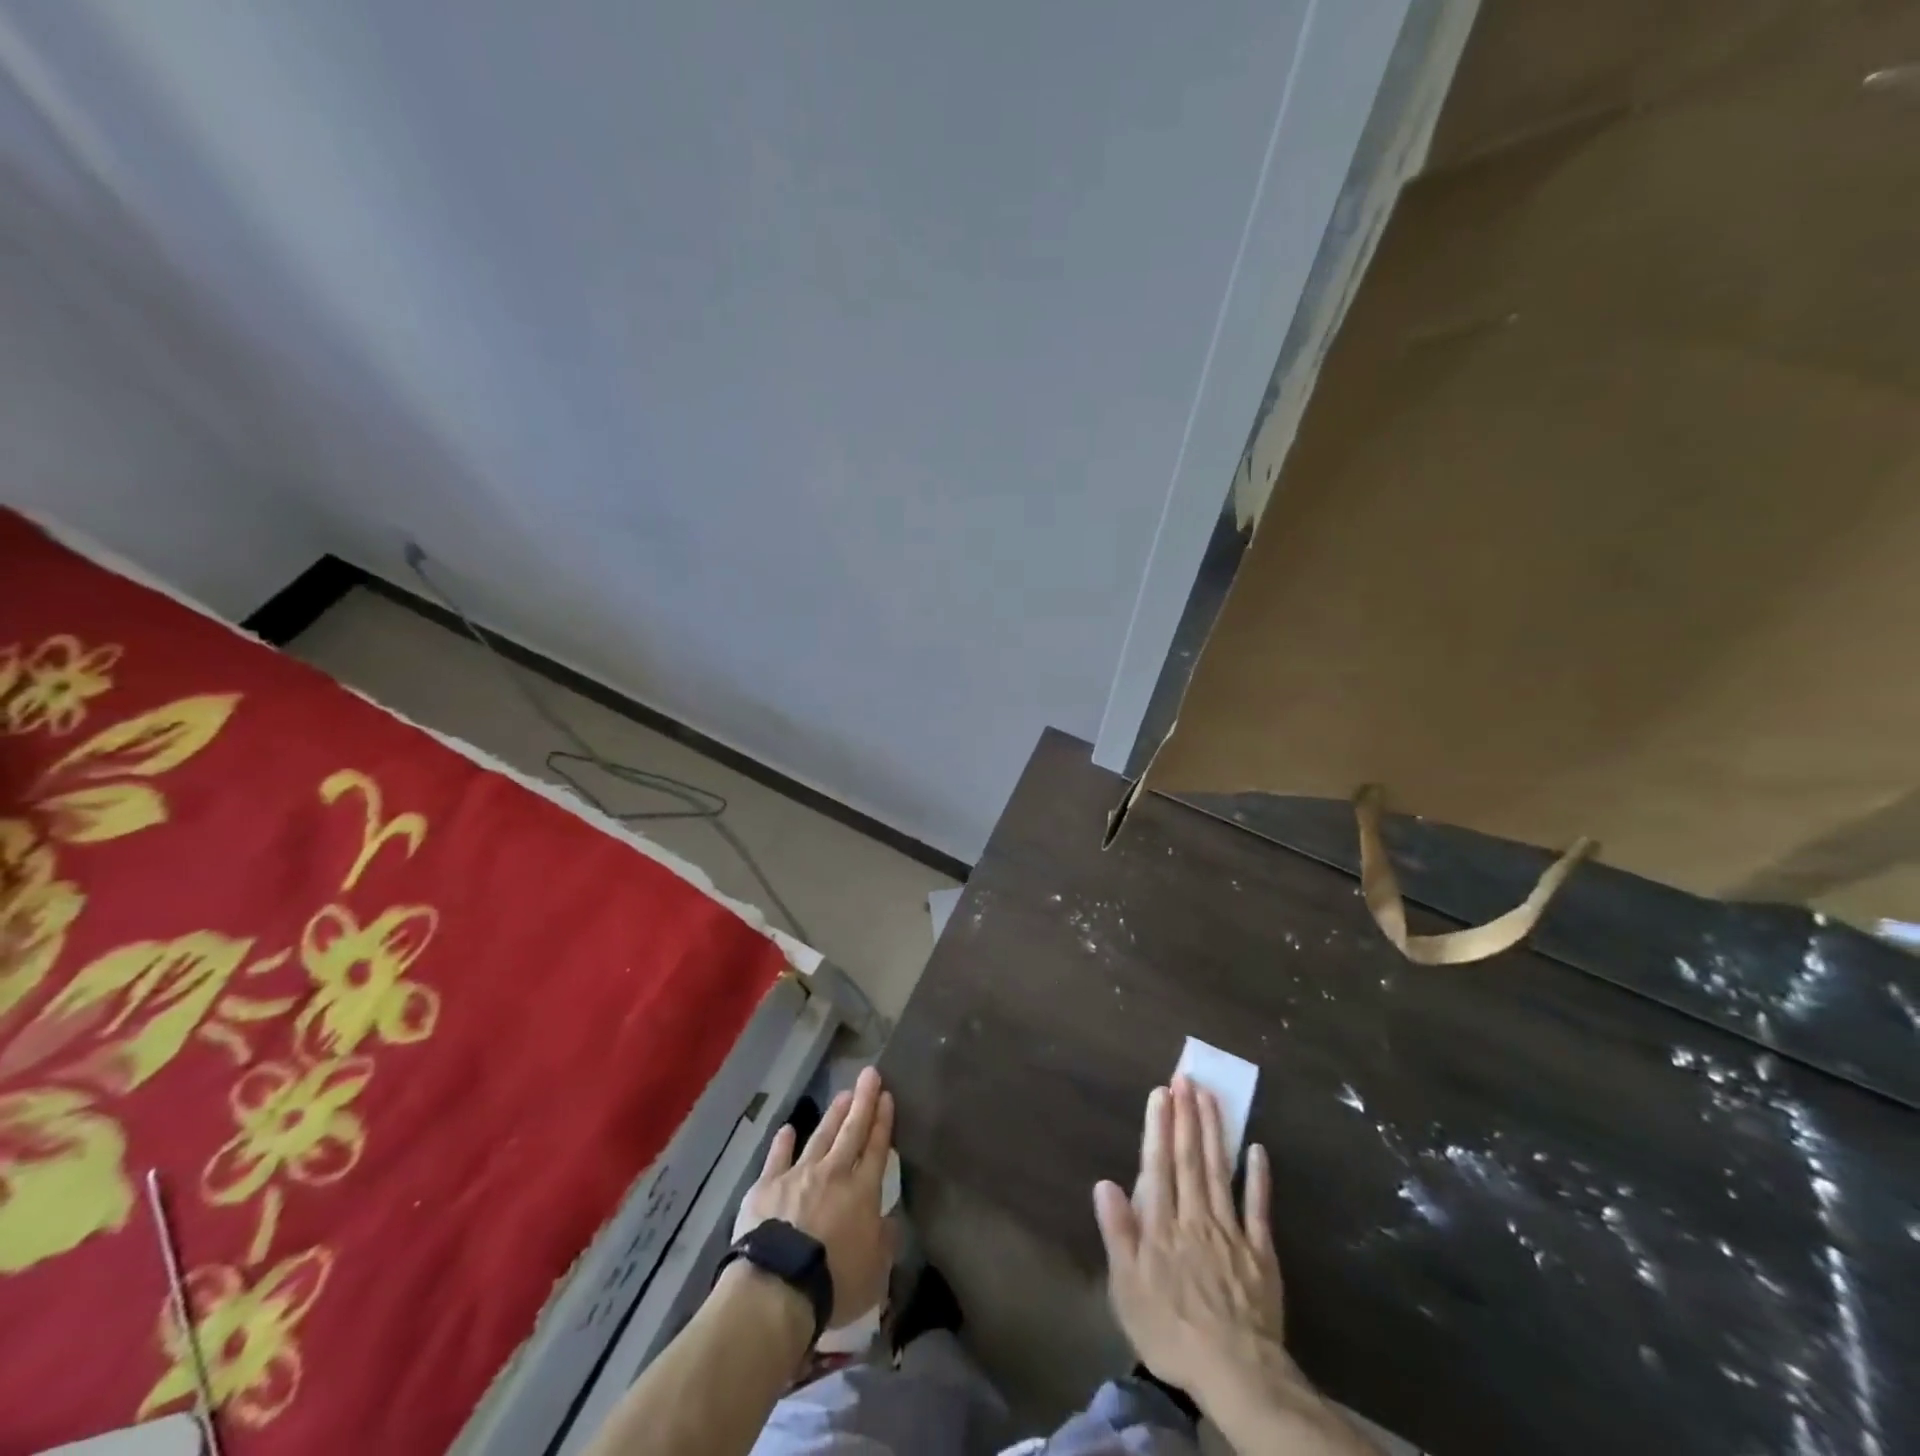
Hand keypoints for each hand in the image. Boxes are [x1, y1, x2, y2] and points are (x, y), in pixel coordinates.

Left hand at [735, 1066, 894, 1327]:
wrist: (778, 1286)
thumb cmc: (834, 1283)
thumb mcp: (875, 1272)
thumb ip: (884, 1241)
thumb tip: (888, 1220)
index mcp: (862, 1191)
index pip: (876, 1148)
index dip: (883, 1121)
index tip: (886, 1095)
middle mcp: (833, 1173)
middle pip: (852, 1131)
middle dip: (863, 1101)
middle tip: (870, 1074)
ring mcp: (799, 1175)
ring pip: (820, 1136)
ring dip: (833, 1115)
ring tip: (843, 1094)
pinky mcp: (767, 1185)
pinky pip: (778, 1157)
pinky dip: (783, 1142)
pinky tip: (787, 1129)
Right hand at [1094, 1077, 1297, 1409]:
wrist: (1236, 1373)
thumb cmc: (1171, 1331)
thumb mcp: (1128, 1288)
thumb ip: (1118, 1232)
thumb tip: (1104, 1183)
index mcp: (1162, 1224)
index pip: (1159, 1164)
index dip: (1159, 1127)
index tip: (1161, 1093)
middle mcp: (1195, 1216)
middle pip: (1190, 1158)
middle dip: (1186, 1116)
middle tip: (1186, 1078)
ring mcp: (1231, 1231)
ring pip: (1220, 1170)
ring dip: (1215, 1130)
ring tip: (1210, 1096)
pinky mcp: (1261, 1252)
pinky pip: (1258, 1207)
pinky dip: (1258, 1176)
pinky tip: (1257, 1148)